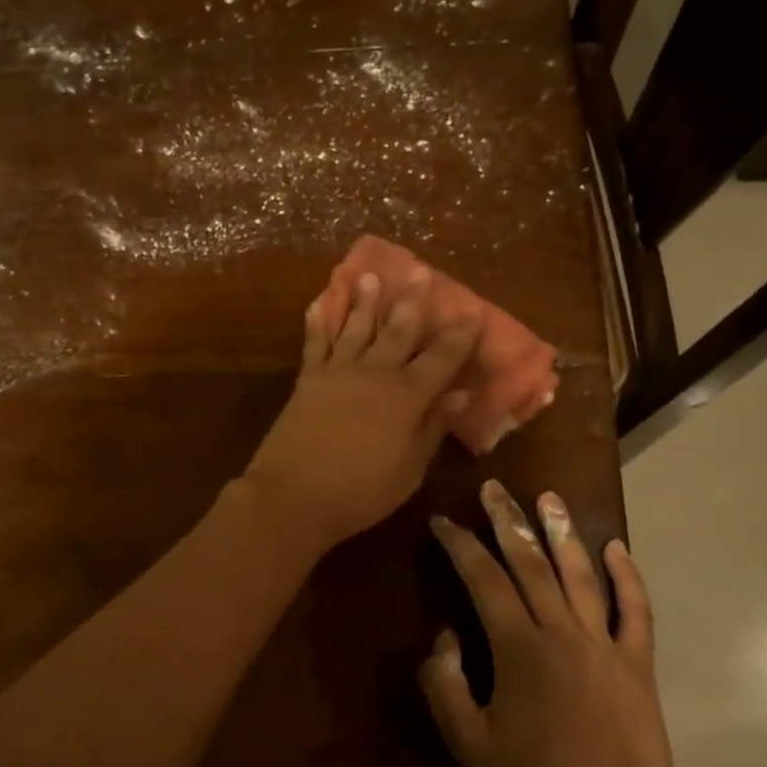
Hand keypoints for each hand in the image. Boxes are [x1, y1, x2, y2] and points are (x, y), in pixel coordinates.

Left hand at [241, 269, 479, 552]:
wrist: (294, 496)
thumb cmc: (361, 492)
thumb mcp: (410, 469)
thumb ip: (433, 428)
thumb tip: (460, 394)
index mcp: (407, 397)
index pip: (441, 358)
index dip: (459, 335)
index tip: (472, 312)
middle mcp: (375, 374)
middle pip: (398, 330)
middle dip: (412, 301)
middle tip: (419, 271)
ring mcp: (337, 373)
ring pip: (356, 327)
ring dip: (365, 301)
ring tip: (371, 275)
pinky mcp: (307, 380)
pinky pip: (314, 343)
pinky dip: (317, 322)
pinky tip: (318, 303)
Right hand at [422, 482, 673, 766]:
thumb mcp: (468, 740)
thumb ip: (445, 684)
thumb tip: (444, 638)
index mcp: (518, 647)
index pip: (483, 579)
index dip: (460, 545)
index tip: (443, 521)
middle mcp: (561, 632)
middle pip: (530, 563)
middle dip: (507, 521)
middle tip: (494, 488)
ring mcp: (604, 644)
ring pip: (580, 575)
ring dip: (562, 533)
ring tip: (549, 497)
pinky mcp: (637, 663)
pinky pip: (636, 611)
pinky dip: (628, 577)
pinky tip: (617, 548)